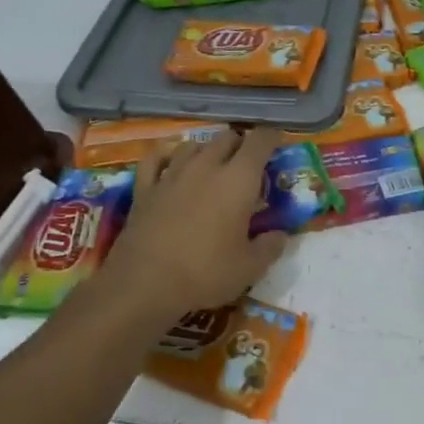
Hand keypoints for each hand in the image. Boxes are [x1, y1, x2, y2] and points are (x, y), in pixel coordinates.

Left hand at [101, 128, 289, 318]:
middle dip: (241, 144)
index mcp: (238, 180)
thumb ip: (270, 246)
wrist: (143, 286)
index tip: (278, 143)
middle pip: (227, 137)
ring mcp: (171, 174)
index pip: (260, 141)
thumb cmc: (205, 274)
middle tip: (249, 165)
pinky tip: (171, 162)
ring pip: (194, 144)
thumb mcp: (250, 268)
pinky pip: (155, 159)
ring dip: (208, 150)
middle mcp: (206, 166)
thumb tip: (279, 234)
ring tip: (213, 166)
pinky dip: (167, 156)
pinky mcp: (144, 188)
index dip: (272, 137)